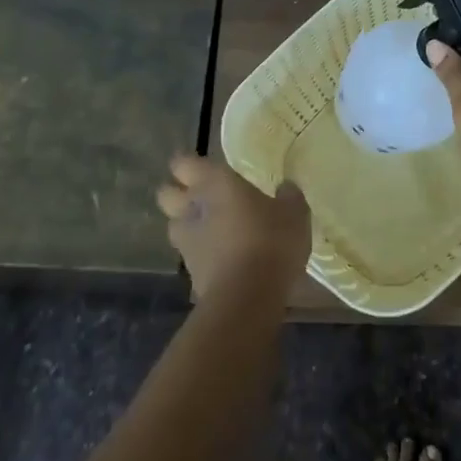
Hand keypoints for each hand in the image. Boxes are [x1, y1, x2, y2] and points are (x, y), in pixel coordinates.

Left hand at [156, 153, 310, 301]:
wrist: (247, 297)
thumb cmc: (270, 240)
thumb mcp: (294, 214)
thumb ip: (288, 197)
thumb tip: (286, 188)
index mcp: (214, 183)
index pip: (183, 163)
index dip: (188, 165)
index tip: (203, 168)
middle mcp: (192, 208)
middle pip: (166, 194)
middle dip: (177, 194)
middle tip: (203, 197)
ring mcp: (186, 243)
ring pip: (174, 226)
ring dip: (187, 225)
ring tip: (211, 230)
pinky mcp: (189, 274)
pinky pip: (190, 256)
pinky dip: (201, 255)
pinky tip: (222, 259)